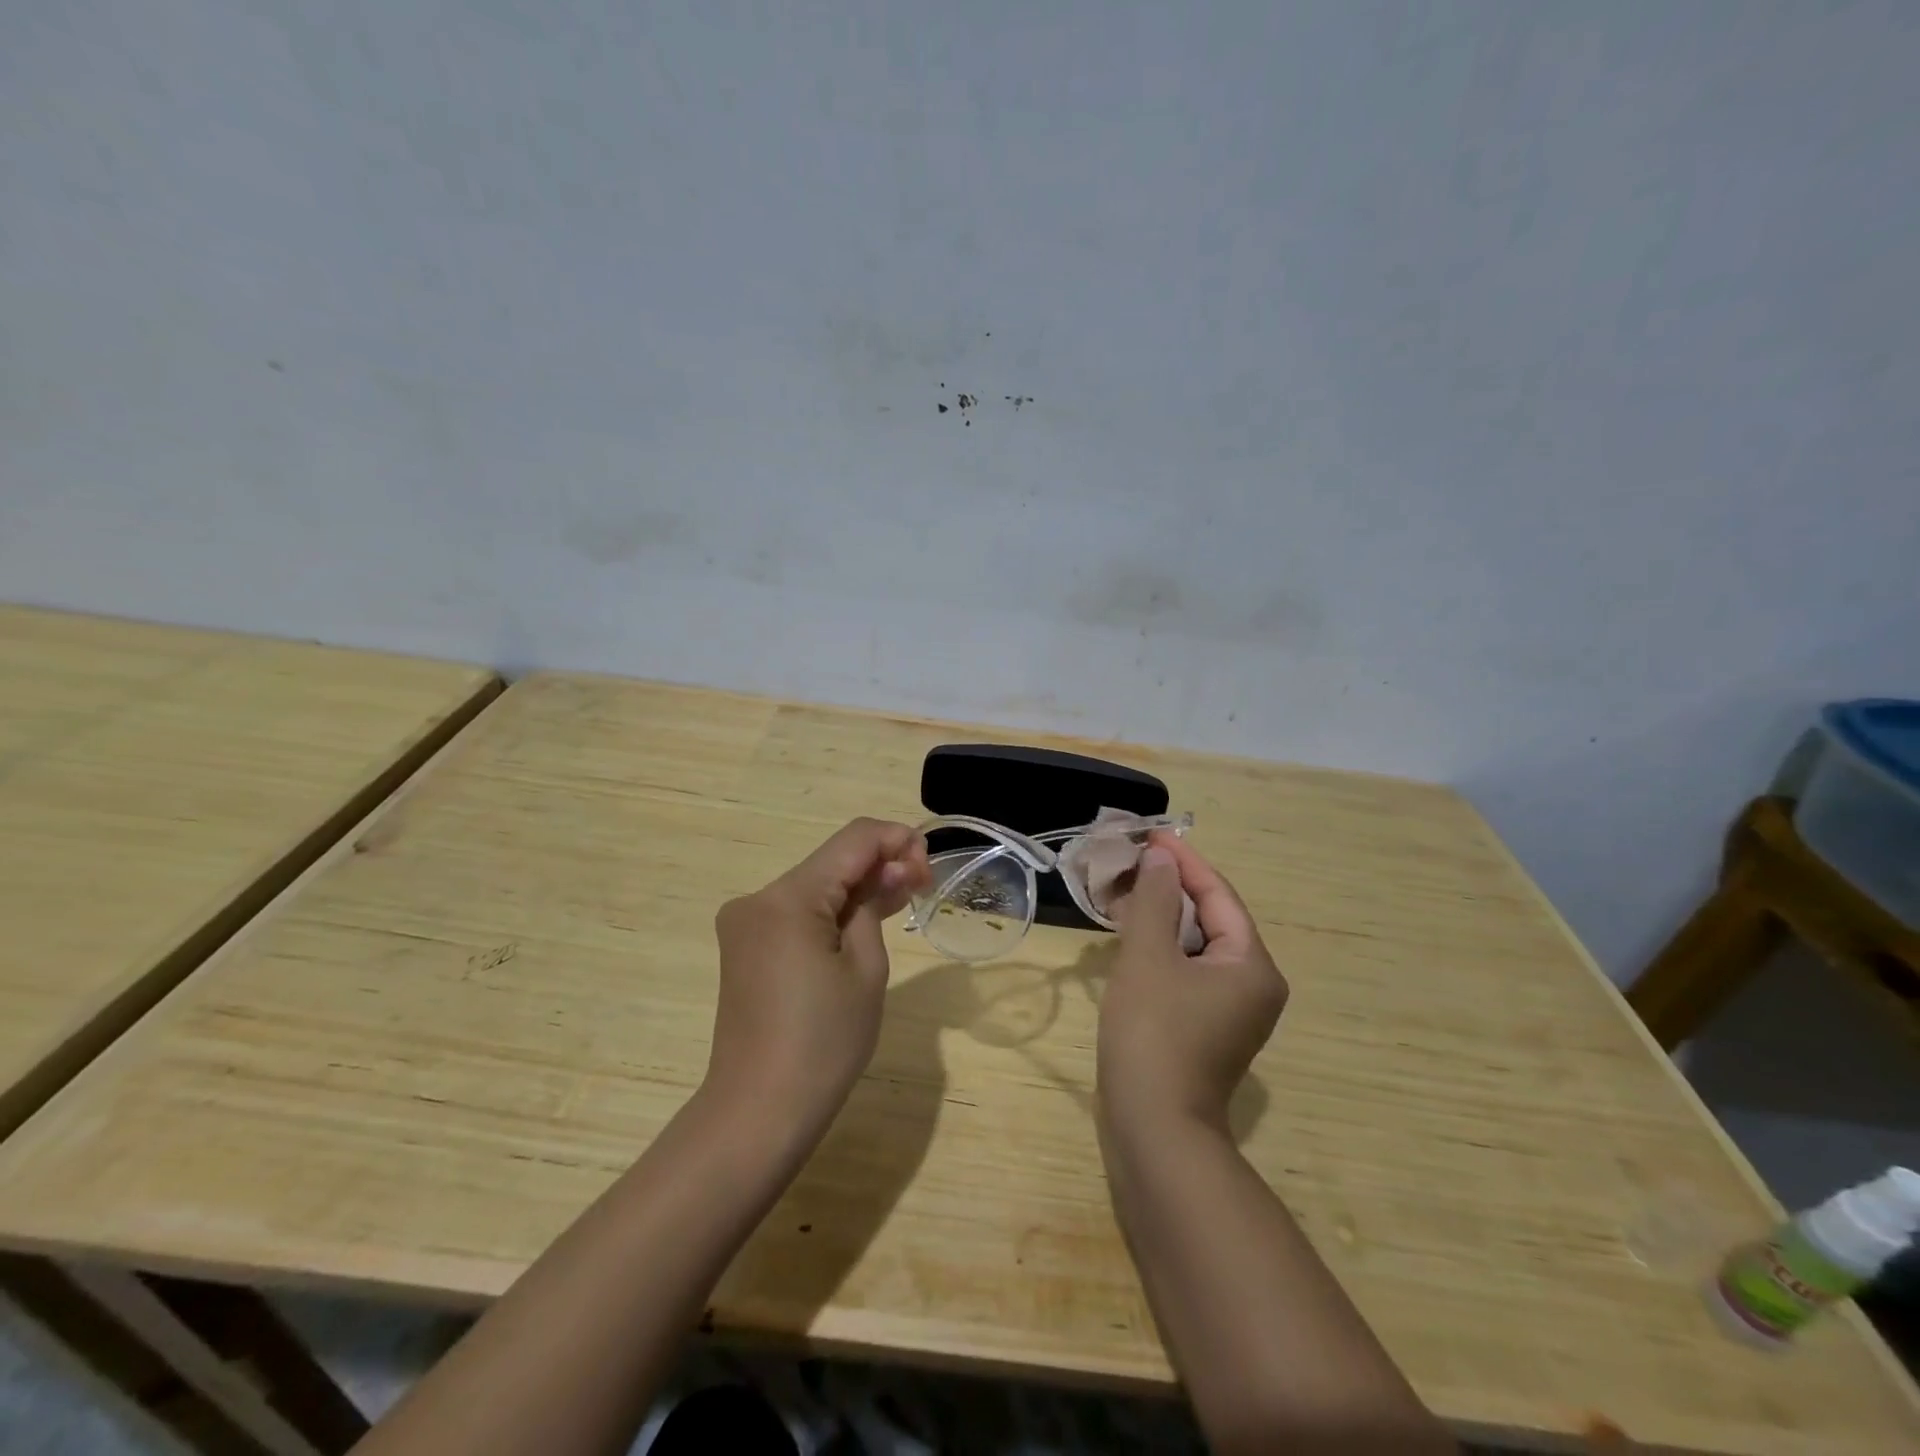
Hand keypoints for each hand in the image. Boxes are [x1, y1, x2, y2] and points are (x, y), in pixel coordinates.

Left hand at [707, 818, 930, 1135]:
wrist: (758, 1112)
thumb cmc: (824, 1042)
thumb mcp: (866, 968)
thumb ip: (876, 903)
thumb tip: (892, 868)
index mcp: (788, 897)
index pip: (853, 839)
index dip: (897, 839)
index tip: (928, 867)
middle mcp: (758, 898)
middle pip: (831, 860)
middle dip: (879, 865)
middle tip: (921, 888)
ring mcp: (745, 923)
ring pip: (814, 885)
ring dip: (856, 888)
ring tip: (898, 904)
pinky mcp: (744, 947)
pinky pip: (796, 912)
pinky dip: (831, 912)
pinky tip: (860, 925)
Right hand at [1099, 833, 1287, 1136]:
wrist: (1153, 1130)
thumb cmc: (1154, 1034)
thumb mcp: (1149, 956)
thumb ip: (1154, 899)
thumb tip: (1160, 857)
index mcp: (1252, 966)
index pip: (1219, 896)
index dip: (1184, 862)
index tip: (1151, 835)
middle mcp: (1251, 986)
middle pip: (1211, 919)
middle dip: (1169, 888)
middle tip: (1131, 862)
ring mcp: (1229, 1013)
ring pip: (1195, 946)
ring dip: (1161, 917)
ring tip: (1123, 890)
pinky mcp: (1203, 1029)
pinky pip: (1185, 972)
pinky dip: (1160, 949)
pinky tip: (1129, 936)